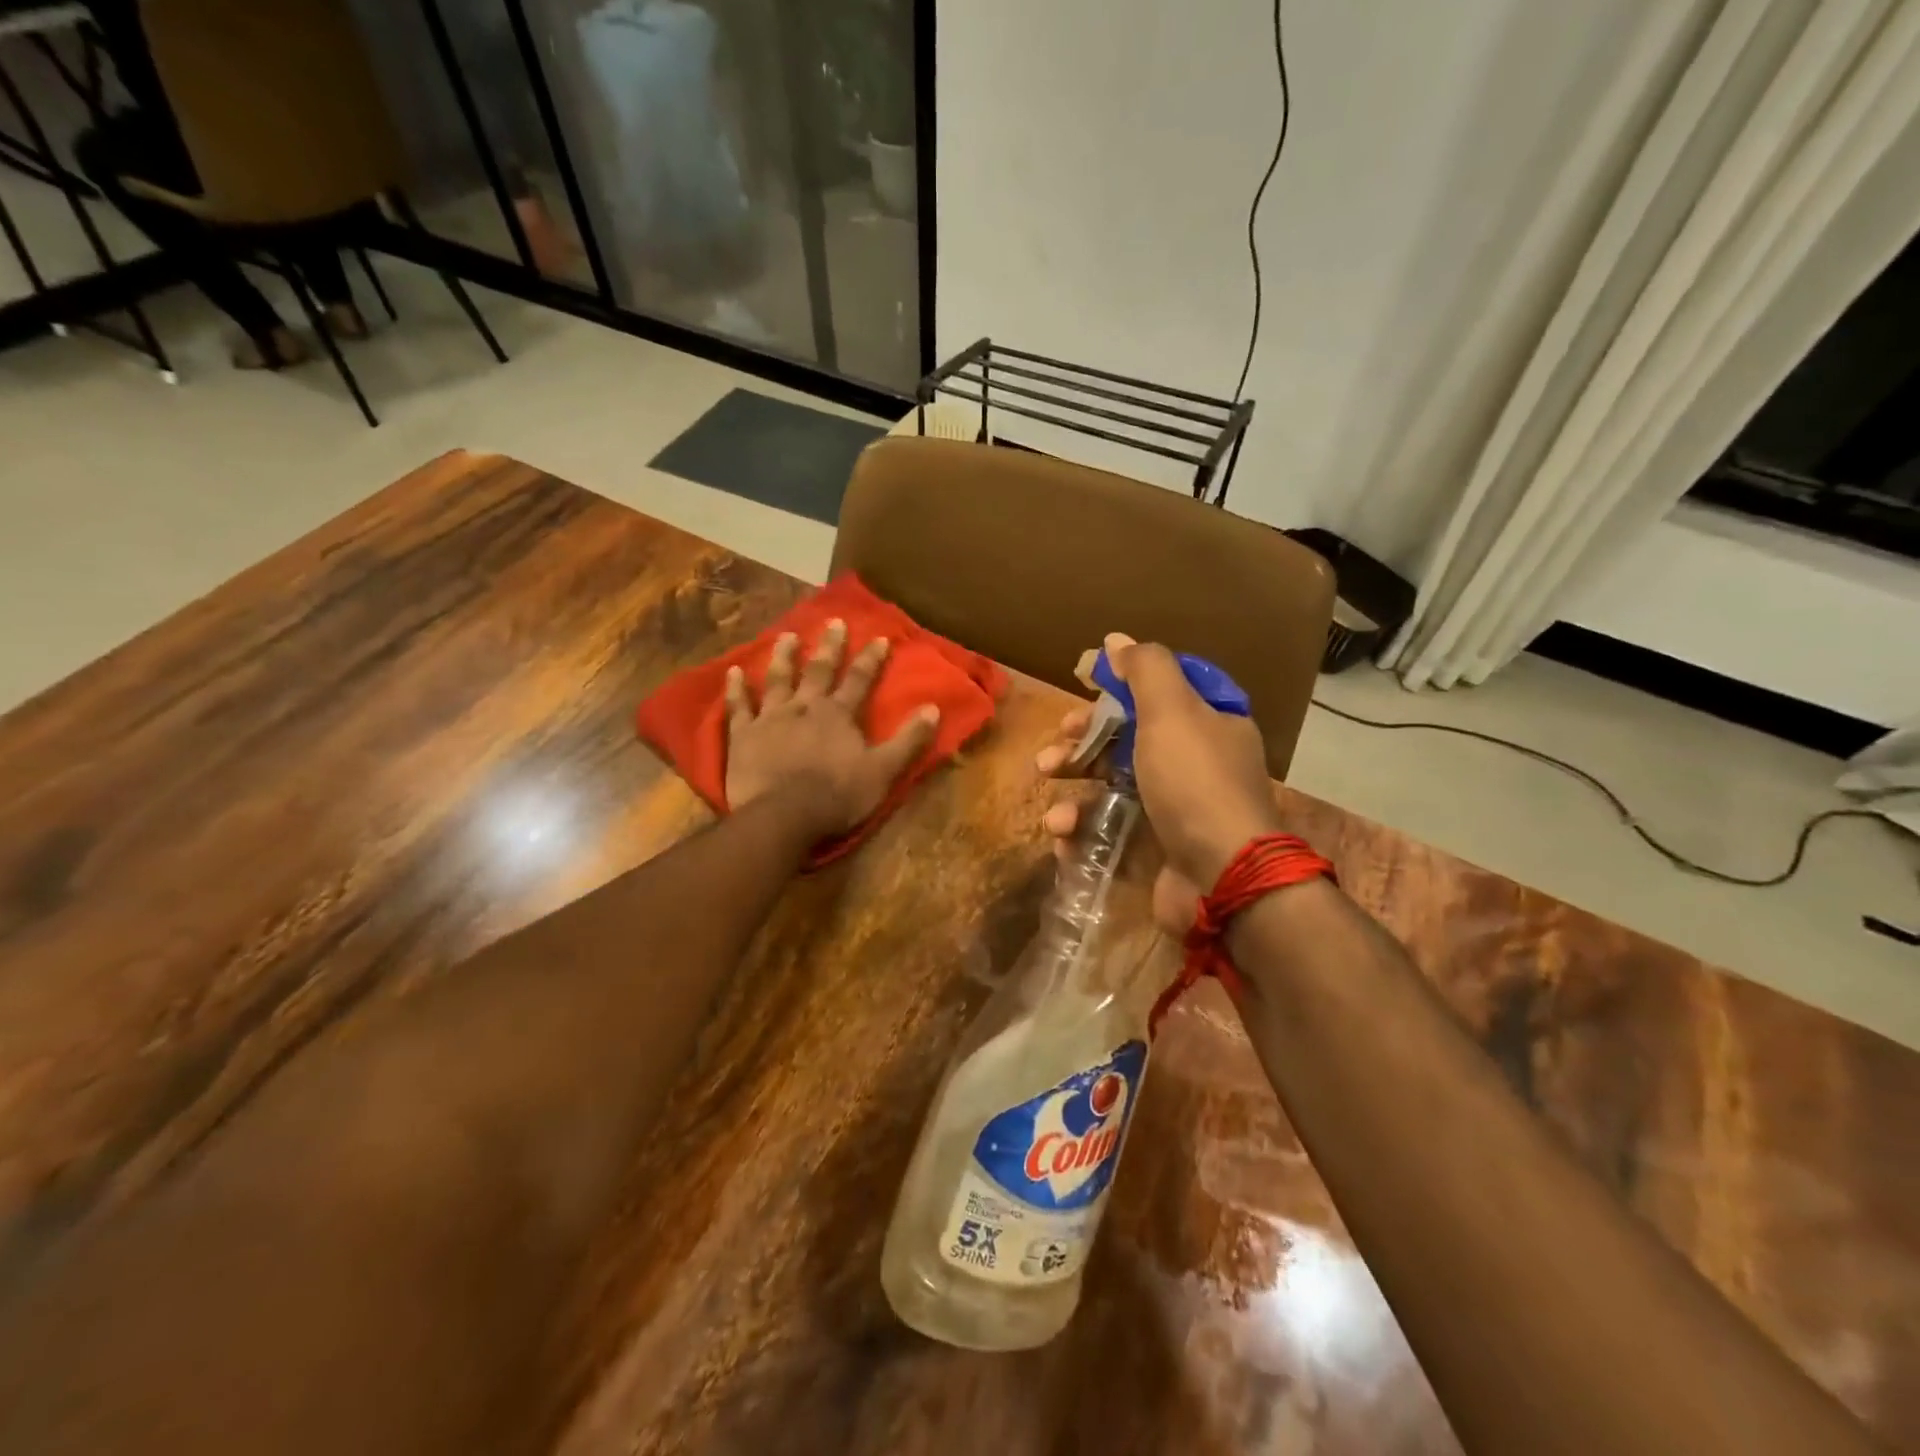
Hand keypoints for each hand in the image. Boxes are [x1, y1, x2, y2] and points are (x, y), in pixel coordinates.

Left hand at [725, 619, 940, 837]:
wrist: (783, 816)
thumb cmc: (837, 796)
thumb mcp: (883, 771)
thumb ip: (908, 740)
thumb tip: (934, 709)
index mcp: (839, 715)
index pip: (860, 680)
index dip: (871, 659)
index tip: (879, 637)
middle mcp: (805, 707)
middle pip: (819, 671)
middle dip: (829, 646)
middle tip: (833, 621)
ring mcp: (771, 718)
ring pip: (778, 680)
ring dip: (784, 656)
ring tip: (787, 635)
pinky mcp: (743, 736)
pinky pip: (739, 707)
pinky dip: (736, 689)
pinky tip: (734, 672)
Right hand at [1037, 633, 1281, 930]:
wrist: (1223, 878)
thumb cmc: (1194, 782)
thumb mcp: (1172, 710)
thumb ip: (1145, 669)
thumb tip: (1116, 639)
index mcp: (1207, 722)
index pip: (1158, 689)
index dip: (1117, 684)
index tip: (1082, 682)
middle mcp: (1194, 761)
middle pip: (1128, 736)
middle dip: (1084, 739)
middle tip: (1056, 745)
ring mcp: (1176, 807)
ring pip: (1113, 784)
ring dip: (1075, 788)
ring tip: (1050, 799)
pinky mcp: (1157, 847)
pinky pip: (1111, 828)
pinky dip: (1083, 831)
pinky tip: (1063, 836)